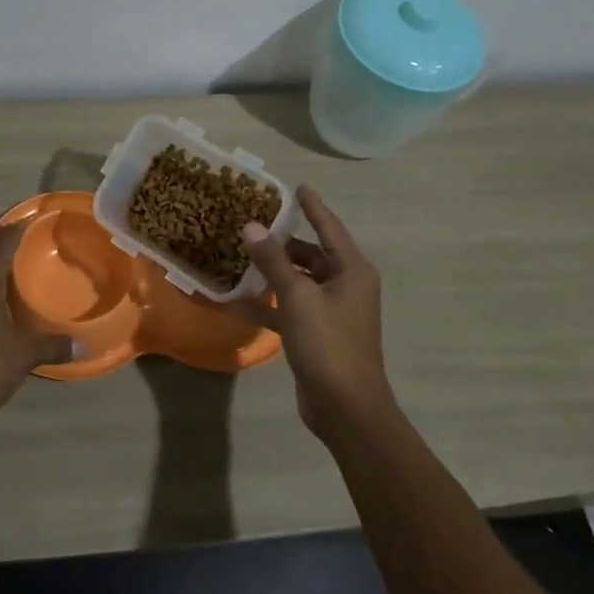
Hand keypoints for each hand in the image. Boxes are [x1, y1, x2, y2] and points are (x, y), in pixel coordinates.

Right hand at [241, 187, 391, 438]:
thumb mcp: (297, 296)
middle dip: (284, 242)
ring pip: (301, 281)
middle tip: (252, 224)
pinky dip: (272, 303)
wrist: (346, 407)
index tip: (295, 186)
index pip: (329, 227)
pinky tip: (241, 301)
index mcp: (352, 270)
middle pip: (313, 254)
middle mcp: (347, 286)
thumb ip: (273, 260)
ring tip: (241, 257)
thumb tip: (251, 225)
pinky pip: (293, 308)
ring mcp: (334, 312)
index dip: (312, 206)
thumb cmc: (328, 343)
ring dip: (275, 272)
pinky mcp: (319, 334)